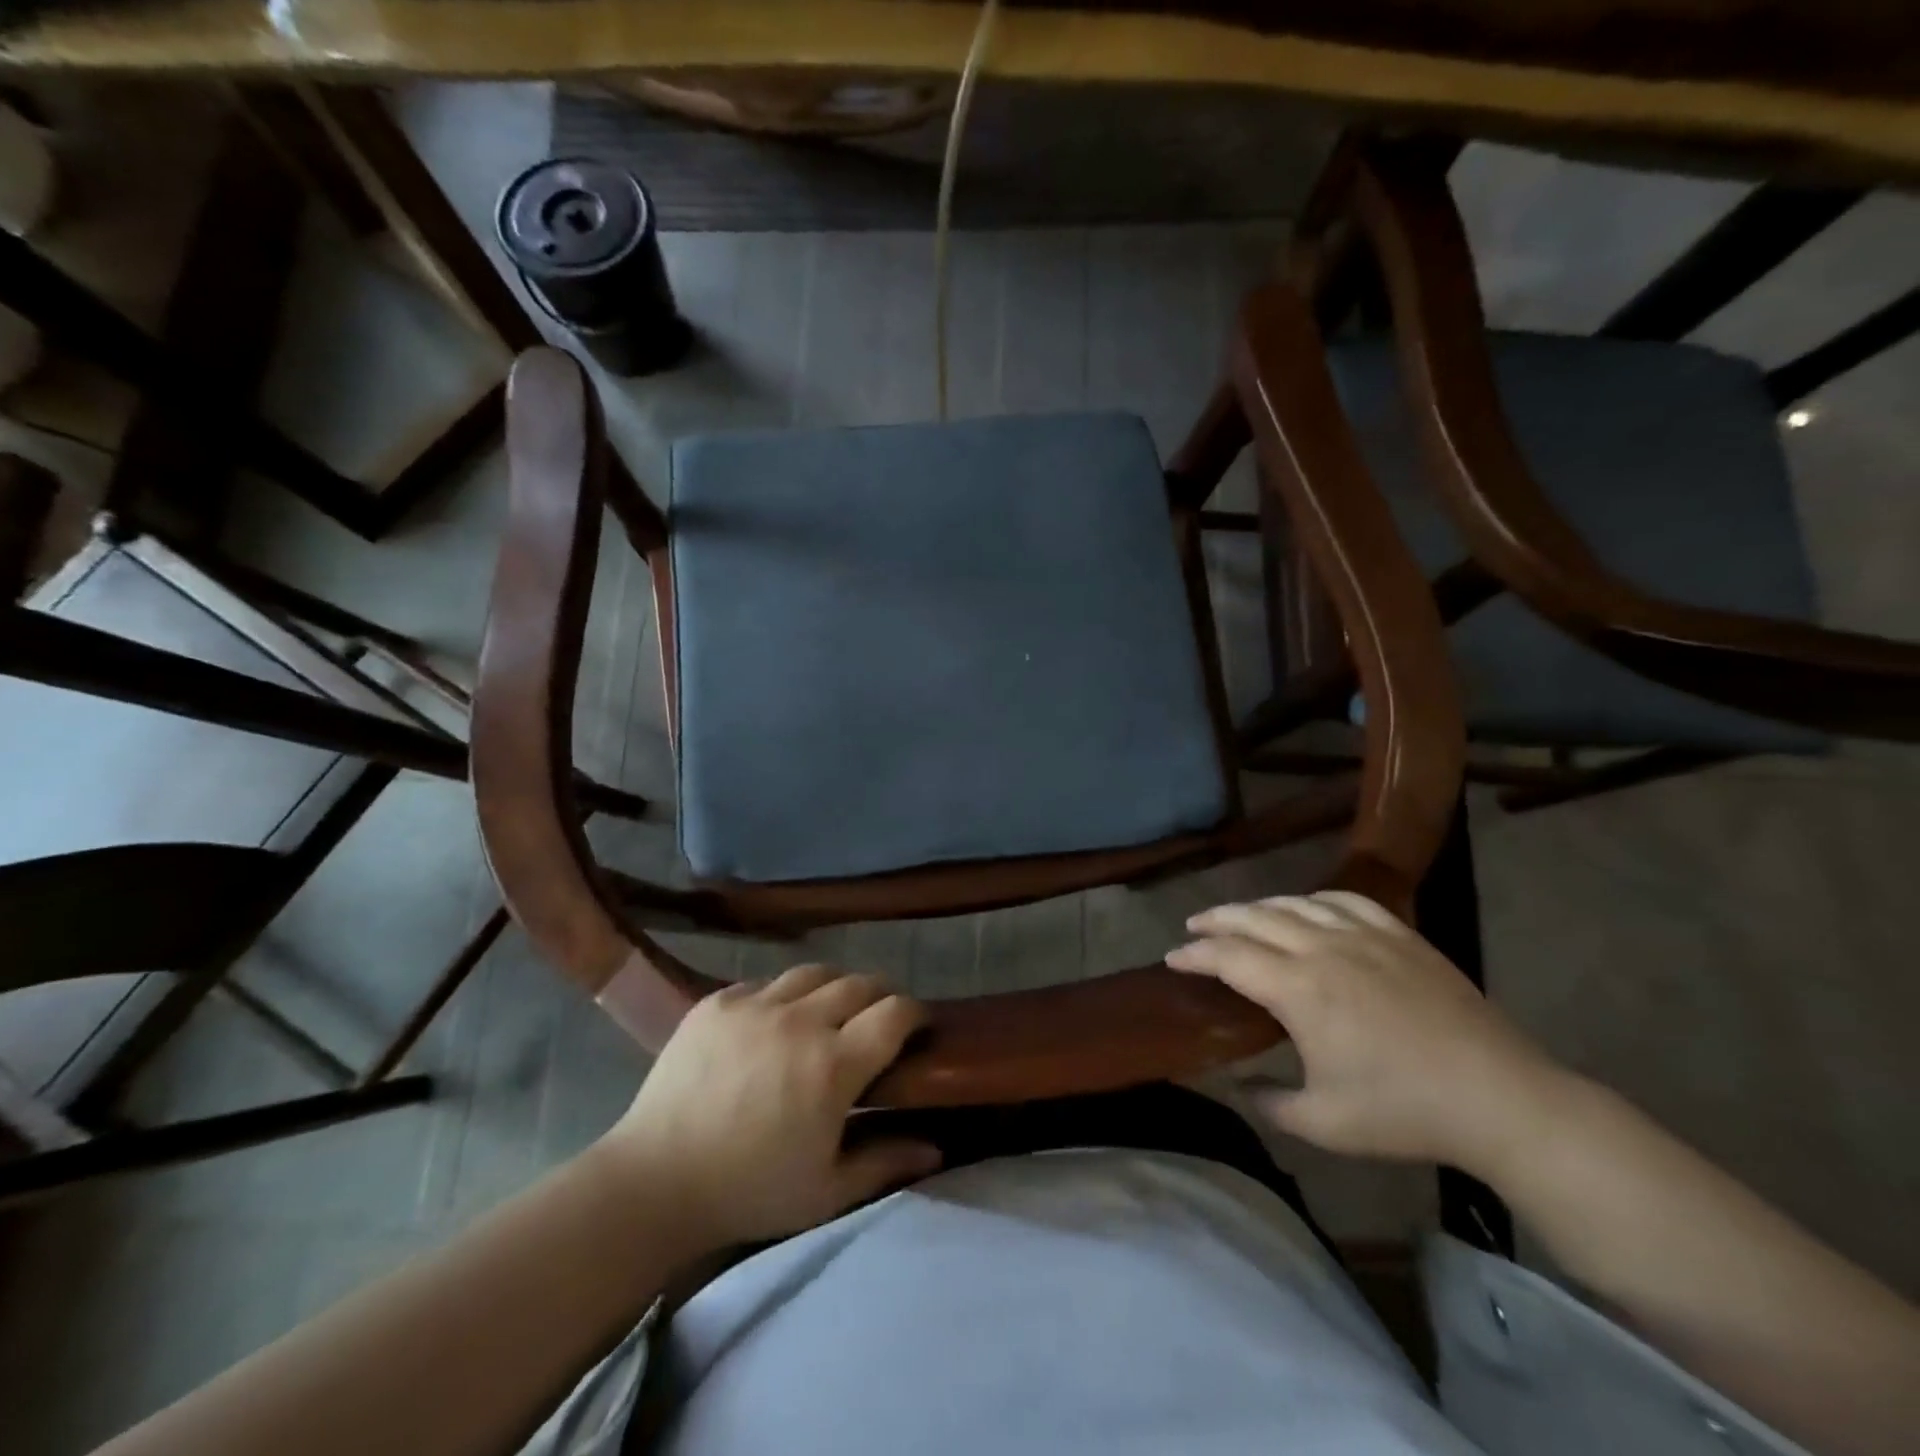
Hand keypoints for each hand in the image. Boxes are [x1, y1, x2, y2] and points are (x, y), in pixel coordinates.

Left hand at [594, 967, 940, 1248]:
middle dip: (880, 995)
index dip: (915, 1013)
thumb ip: (885, 1162)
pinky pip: (766, 982)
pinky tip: (775, 1021)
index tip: (918, 1026)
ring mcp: (756, 1005)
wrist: (654, 1182)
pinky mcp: (718, 1001)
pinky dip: (783, 995)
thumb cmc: (749, 1192)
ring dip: (834, 986)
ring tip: (830, 1010)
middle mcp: (801, 1021)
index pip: (895, 1012)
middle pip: (860, 982)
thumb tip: (936, 1148)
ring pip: (814, 972)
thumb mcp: (826, 1191)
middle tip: (877, 1019)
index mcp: (834, 1065)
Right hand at [1166, 891, 1574, 1176]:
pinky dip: (1314, 900)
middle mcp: (1323, 949)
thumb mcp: (1322, 1122)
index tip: (1172, 958)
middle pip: (1253, 917)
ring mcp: (1364, 935)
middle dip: (1216, 920)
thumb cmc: (1404, 1113)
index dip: (1194, 954)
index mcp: (1298, 990)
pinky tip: (1308, 909)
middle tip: (1193, 927)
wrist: (1500, 1099)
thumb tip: (1234, 1085)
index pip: (1228, 956)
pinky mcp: (1400, 935)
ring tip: (1241, 916)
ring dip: (1258, 906)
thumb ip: (1267, 1100)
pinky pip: (1344, 900)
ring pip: (1295, 903)